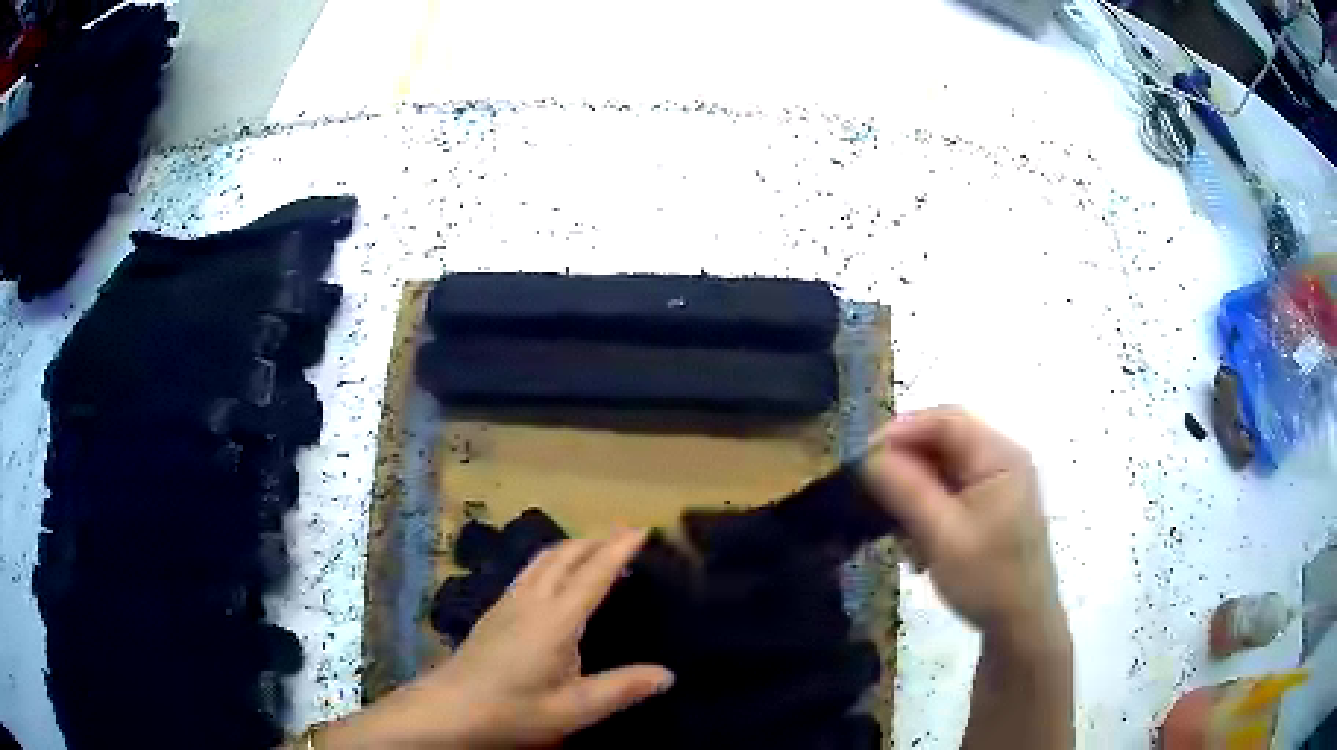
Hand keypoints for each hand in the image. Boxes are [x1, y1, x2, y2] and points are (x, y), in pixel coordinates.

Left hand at [321, 530, 674, 748]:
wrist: (448, 709)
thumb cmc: (512, 710)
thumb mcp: (573, 709)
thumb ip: (621, 689)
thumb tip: (668, 675)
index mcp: (555, 620)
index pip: (593, 573)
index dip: (618, 548)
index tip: (642, 528)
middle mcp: (530, 601)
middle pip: (564, 555)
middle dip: (596, 540)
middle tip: (626, 539)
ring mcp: (507, 603)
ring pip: (542, 559)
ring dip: (572, 547)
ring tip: (596, 551)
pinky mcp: (493, 612)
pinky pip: (529, 572)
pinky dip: (553, 561)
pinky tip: (555, 579)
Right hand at [861, 407, 1066, 648]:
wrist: (1021, 623)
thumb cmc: (988, 578)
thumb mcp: (942, 535)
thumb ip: (905, 490)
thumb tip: (868, 456)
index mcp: (1000, 456)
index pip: (946, 421)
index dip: (901, 431)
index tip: (862, 457)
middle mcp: (1002, 458)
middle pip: (944, 442)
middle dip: (906, 466)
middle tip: (870, 492)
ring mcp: (999, 482)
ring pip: (944, 468)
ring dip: (914, 492)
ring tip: (894, 527)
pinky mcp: (992, 505)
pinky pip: (951, 491)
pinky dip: (928, 509)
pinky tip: (916, 543)